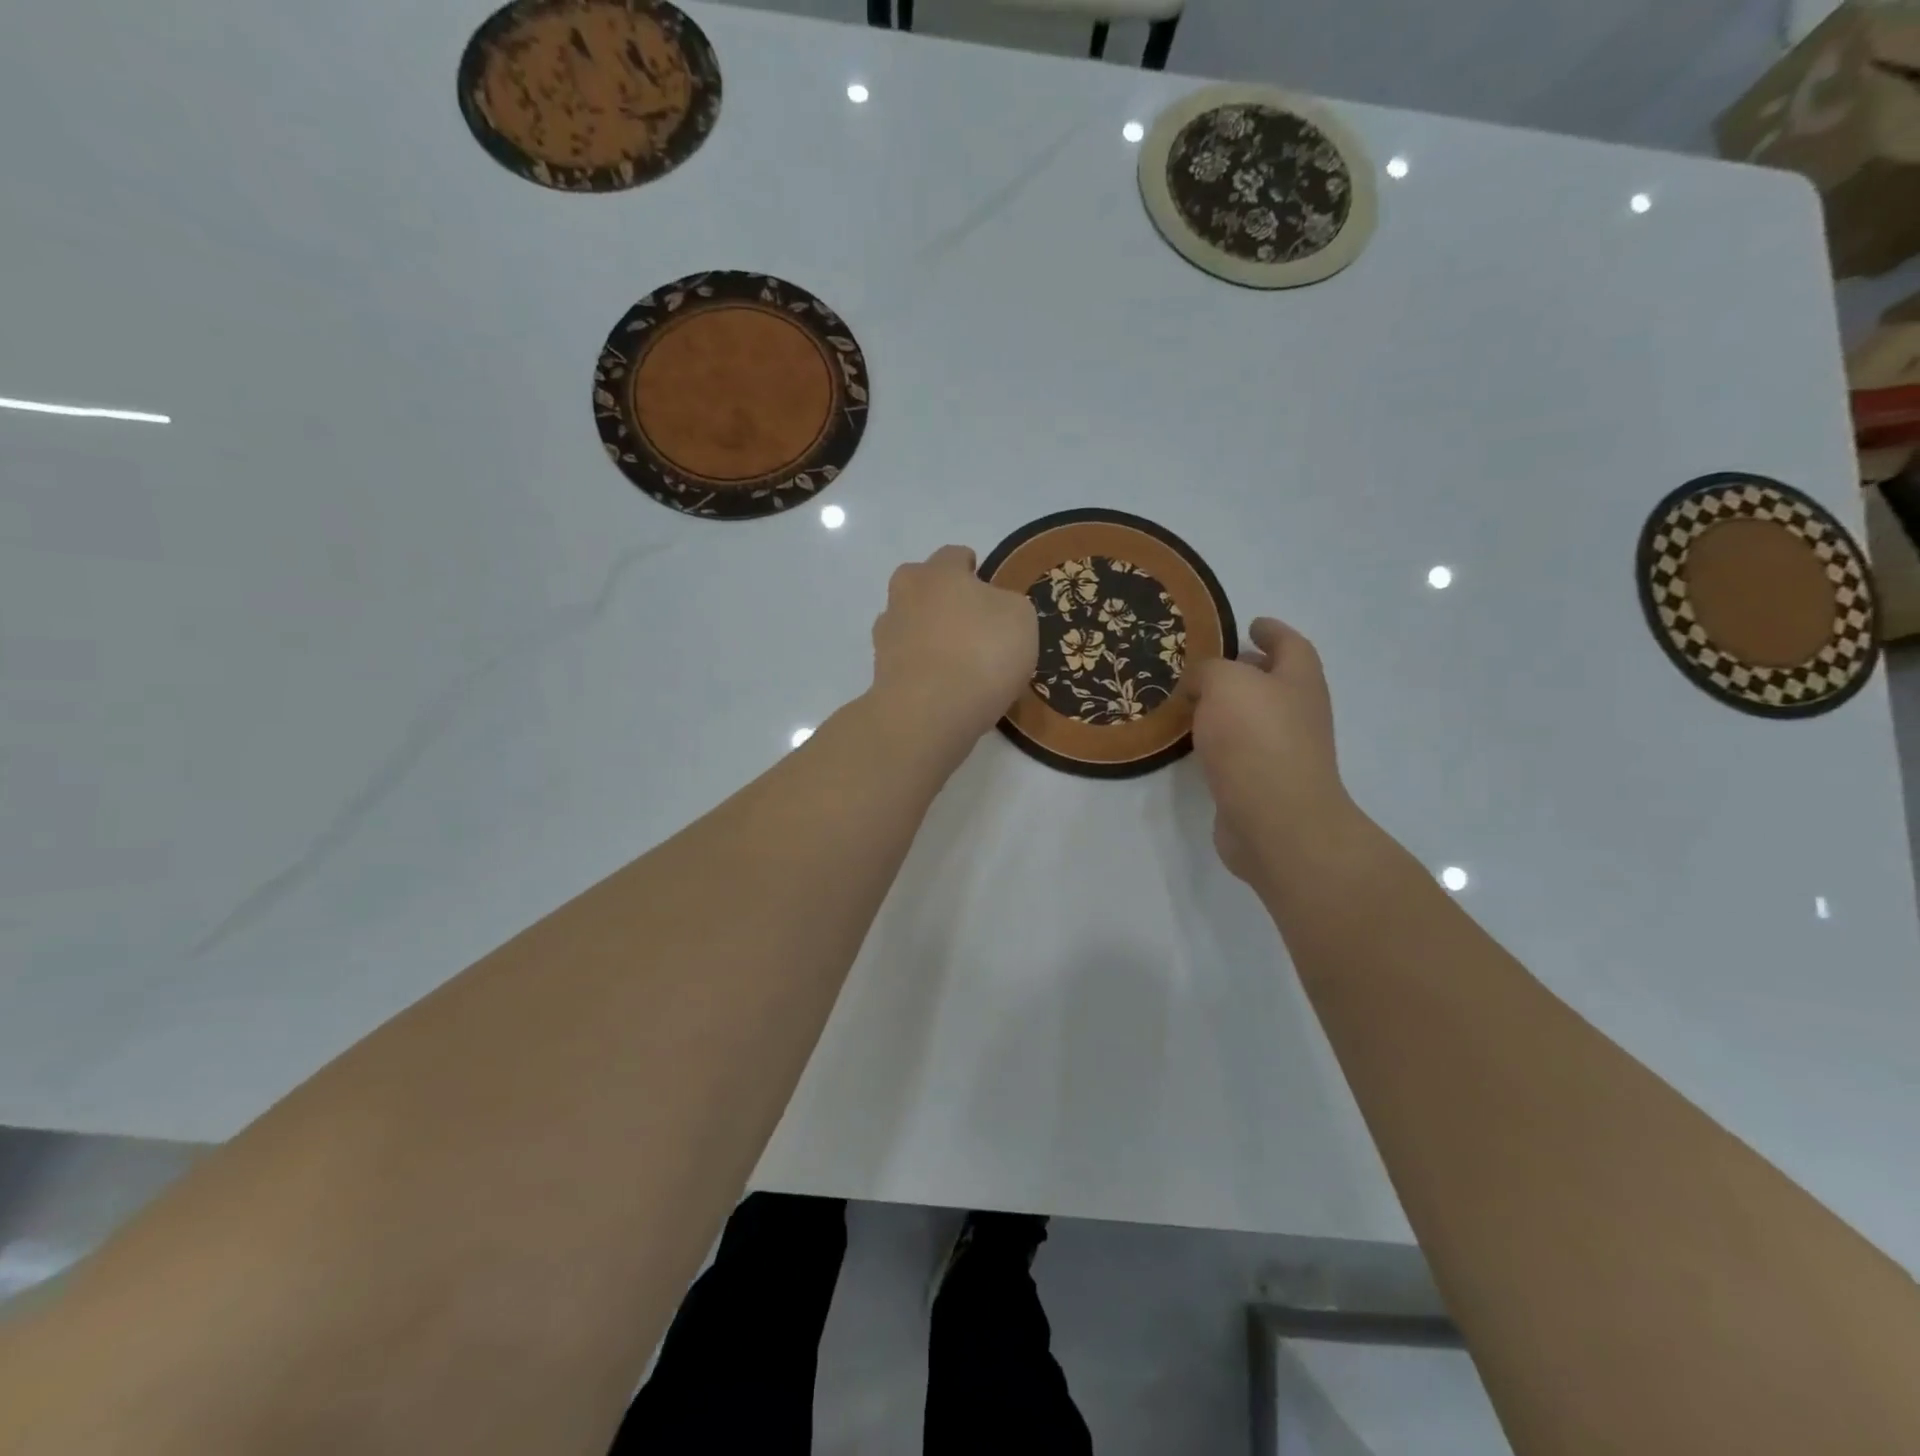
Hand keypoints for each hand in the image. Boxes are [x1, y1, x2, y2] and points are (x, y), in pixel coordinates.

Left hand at [870, 545, 1037, 758]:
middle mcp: (905, 595)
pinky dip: (921, 669)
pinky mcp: (880, 673)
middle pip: (921, 586)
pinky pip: (906, 661)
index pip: (954, 556)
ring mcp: (886, 635)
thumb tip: (992, 609)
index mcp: (938, 572)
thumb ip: (1007, 605)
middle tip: (968, 623)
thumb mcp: (1020, 619)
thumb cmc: (982, 652)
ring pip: (909, 624)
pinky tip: (943, 688)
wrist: (929, 712)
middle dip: (940, 598)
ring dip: (927, 635)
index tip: (986, 588)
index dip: (973, 569)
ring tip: (956, 662)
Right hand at [1185, 617, 1360, 884]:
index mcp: (1298, 681)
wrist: (1275, 820)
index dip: (1272, 630)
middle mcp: (1297, 713)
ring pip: (1253, 718)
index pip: (1289, 644)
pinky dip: (1219, 741)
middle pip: (1274, 681)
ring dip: (1228, 709)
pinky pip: (1238, 750)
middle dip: (1247, 670)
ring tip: (1190, 701)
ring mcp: (1283, 751)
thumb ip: (1209, 671)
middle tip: (1209, 665)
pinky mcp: (1262, 783)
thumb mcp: (1225, 684)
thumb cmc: (1256, 739)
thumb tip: (1200, 684)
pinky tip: (1193, 743)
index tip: (1251, 624)